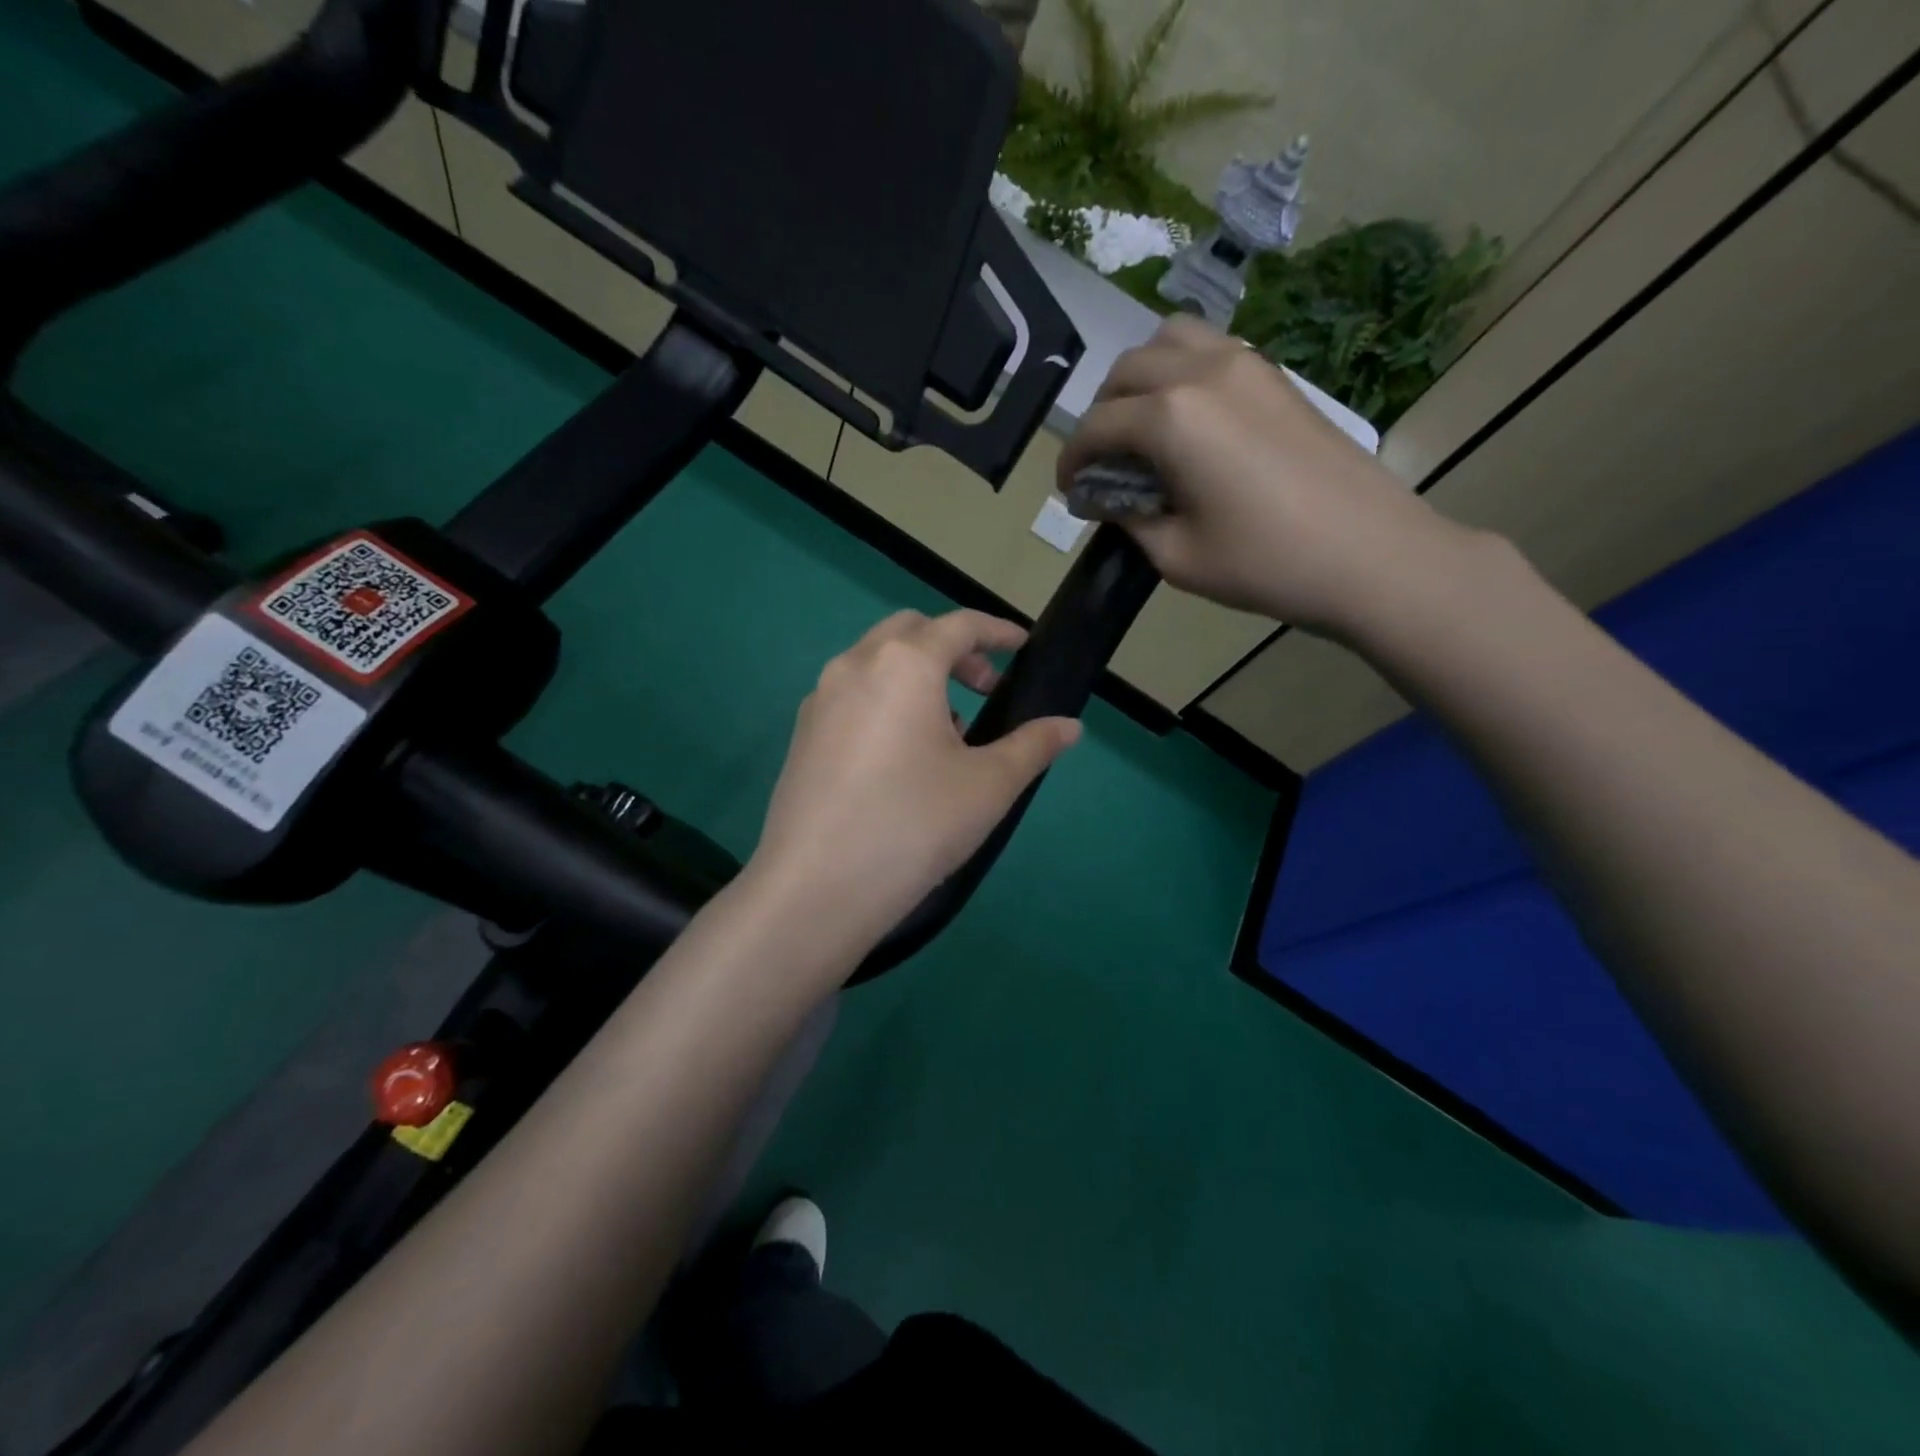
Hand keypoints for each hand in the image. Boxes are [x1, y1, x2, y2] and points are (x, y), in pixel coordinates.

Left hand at [745, 609, 1080, 962]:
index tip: (1023, 646)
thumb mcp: (989, 785)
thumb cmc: (915, 824)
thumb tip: (1070, 727)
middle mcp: (854, 666)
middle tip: (984, 689)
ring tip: (947, 730)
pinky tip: (901, 755)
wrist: (817, 888)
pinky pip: (852, 696)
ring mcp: (820, 699)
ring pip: (876, 663)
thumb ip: (1033, 746)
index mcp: (904, 664)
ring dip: (917, 675)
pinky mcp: (801, 735)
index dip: (997, 631)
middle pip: (910, 632)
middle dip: (954, 649)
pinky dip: (885, 700)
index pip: (959, 625)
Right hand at [1059, 315, 1479, 640]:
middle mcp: (1201, 372)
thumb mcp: (1176, 556)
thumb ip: (1129, 517)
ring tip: (1141, 429)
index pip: (1096, 426)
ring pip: (1167, 341)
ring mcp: (1245, 363)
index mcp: (1171, 418)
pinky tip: (1186, 419)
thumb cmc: (1265, 564)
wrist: (1370, 555)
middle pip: (1125, 372)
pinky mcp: (1275, 373)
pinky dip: (1180, 370)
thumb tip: (1106, 496)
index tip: (1069, 492)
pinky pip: (1209, 348)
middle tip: (1103, 464)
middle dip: (1100, 416)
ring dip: (1139, 379)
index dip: (1071, 461)